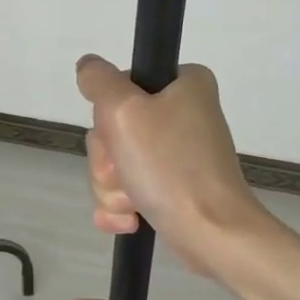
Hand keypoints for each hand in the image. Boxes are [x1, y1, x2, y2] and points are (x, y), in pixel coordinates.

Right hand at [76, 54, 261, 277]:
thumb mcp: (125, 111)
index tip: (119, 133)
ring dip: (113, 187)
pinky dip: (121, 206)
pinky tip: (129, 220)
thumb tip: (88, 66)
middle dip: (108, 160)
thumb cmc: (170, 167)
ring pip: (116, 162)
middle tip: (126, 173)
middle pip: (114, 129)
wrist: (212, 233)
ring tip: (133, 203)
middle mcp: (184, 113)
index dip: (109, 114)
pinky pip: (128, 189)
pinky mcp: (174, 187)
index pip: (120, 86)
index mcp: (184, 84)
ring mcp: (179, 153)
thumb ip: (99, 81)